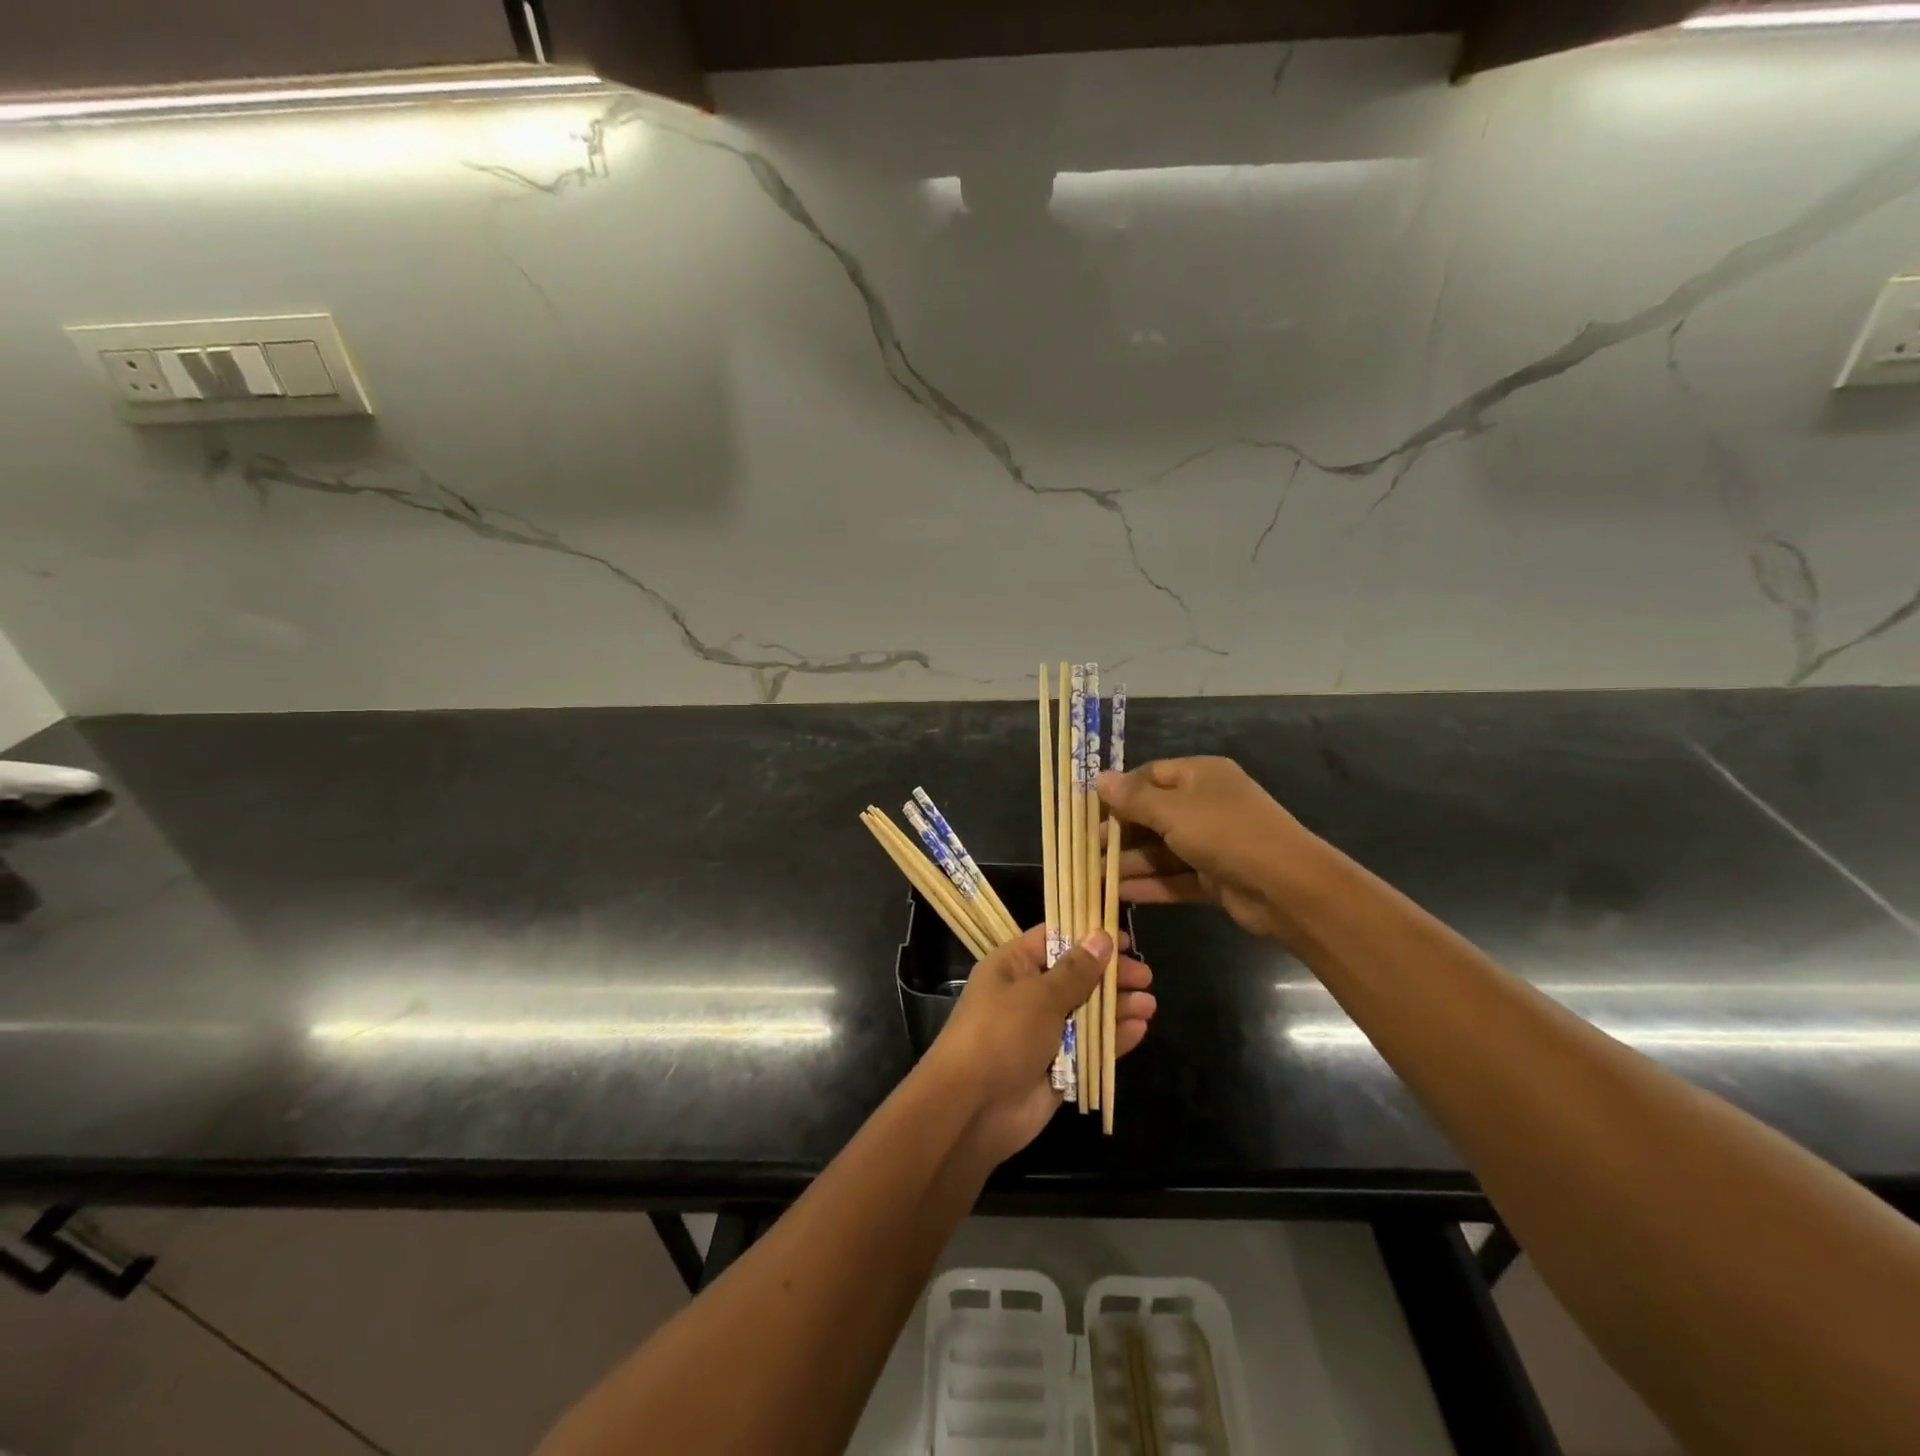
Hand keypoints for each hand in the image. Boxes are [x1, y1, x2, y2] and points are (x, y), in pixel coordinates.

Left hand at [925, 925, 1155, 1166]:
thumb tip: (1102, 937)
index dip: (1087, 935)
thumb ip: (1075, 971)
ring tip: (1149, 1003)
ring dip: (1116, 1007)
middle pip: (1075, 976)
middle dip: (1108, 975)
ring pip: (1086, 1013)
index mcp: (1013, 967)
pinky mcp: (1057, 1068)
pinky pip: (1089, 1048)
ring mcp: (1042, 1033)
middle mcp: (1027, 995)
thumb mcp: (1039, 995)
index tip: (1122, 937)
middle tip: (1145, 975)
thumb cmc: (1001, 1034)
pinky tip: (1138, 1029)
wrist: (971, 1108)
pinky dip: (1112, 1039)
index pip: (1053, 939)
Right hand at [1096, 757, 1322, 941]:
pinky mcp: (1214, 878)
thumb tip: (1099, 778)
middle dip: (1119, 834)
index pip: (1149, 776)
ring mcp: (1211, 843)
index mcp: (1200, 776)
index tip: (1088, 812)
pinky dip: (1149, 885)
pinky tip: (1118, 895)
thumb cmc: (1225, 833)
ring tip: (1092, 878)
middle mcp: (1205, 805)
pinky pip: (1174, 877)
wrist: (1287, 887)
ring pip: (1161, 850)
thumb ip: (1133, 798)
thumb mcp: (1173, 811)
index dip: (1119, 792)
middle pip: (1152, 816)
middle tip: (1085, 850)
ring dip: (1129, 864)